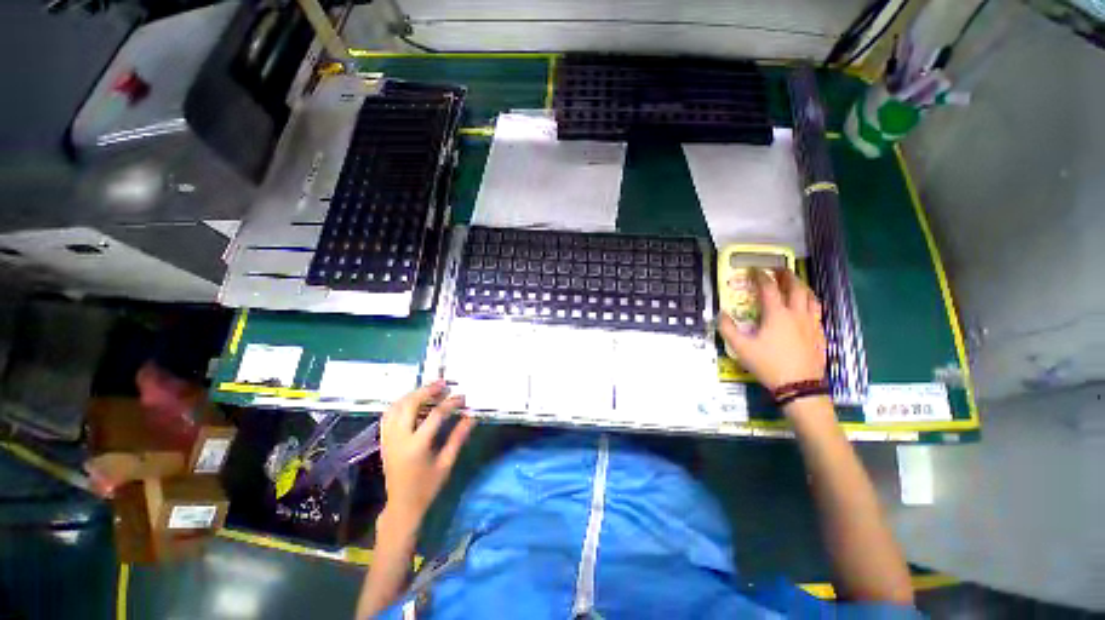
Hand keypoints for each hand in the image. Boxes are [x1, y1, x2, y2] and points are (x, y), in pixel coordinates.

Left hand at [379, 381, 475, 527]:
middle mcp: (399, 438)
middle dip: (427, 391)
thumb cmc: (427, 486)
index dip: (450, 403)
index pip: (435, 415)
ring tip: (430, 389)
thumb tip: (472, 416)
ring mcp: (388, 438)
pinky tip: (412, 400)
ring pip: (396, 406)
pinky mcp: (384, 440)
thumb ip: (458, 437)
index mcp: (417, 446)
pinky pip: (388, 414)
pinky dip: (400, 403)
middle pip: (410, 405)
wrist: (402, 505)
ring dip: (413, 394)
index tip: (462, 397)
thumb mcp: (446, 462)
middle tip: (443, 384)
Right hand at [719, 269, 826, 392]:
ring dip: (802, 286)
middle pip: (795, 287)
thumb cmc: (768, 364)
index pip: (768, 288)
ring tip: (795, 284)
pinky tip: (806, 308)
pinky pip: (817, 311)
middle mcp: (797, 314)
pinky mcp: (819, 334)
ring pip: (811, 297)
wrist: (799, 386)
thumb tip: (721, 314)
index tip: (754, 269)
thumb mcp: (741, 348)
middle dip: (786, 275)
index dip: (760, 276)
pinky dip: (810, 303)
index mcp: (777, 314)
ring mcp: (811, 323)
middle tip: (778, 269)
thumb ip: (727, 329)